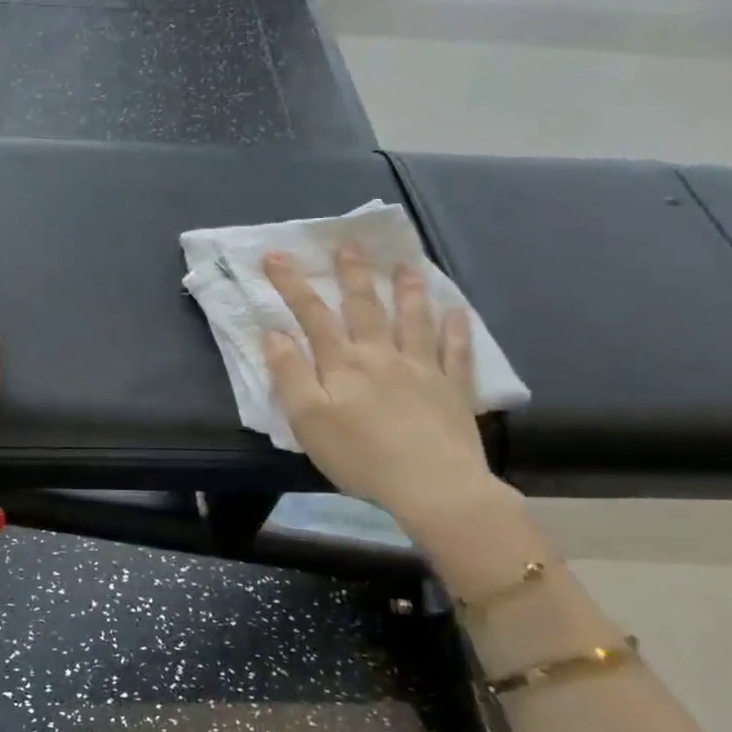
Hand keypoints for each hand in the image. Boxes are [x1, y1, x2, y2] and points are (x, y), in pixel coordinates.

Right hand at [261, 246, 496, 534]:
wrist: (432, 486)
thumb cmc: (360, 456)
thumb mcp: (307, 420)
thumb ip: (289, 374)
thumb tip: (273, 333)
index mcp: (343, 363)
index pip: (312, 314)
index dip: (292, 284)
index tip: (276, 256)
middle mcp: (383, 355)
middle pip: (365, 306)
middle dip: (353, 274)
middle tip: (350, 245)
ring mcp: (423, 369)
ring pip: (415, 320)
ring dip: (408, 290)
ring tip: (406, 265)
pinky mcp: (454, 390)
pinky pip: (456, 352)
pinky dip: (456, 329)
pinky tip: (457, 312)